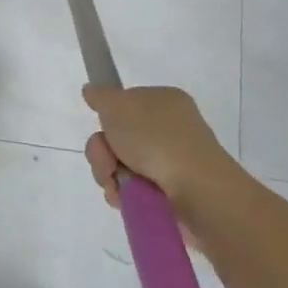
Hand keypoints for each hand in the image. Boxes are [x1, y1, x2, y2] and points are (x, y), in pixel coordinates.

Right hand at [82, 85, 231, 212]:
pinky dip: (122, 194)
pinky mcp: (166, 193)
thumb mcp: (119, 105)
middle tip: (108, 159)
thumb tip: (91, 90)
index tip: (104, 125)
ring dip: (108, 174)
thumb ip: (101, 95)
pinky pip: (130, 190)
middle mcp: (168, 130)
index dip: (109, 117)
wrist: (195, 190)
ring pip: (118, 166)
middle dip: (102, 151)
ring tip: (119, 183)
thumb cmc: (157, 138)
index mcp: (164, 102)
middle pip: (116, 138)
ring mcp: (168, 163)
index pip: (126, 104)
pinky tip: (126, 198)